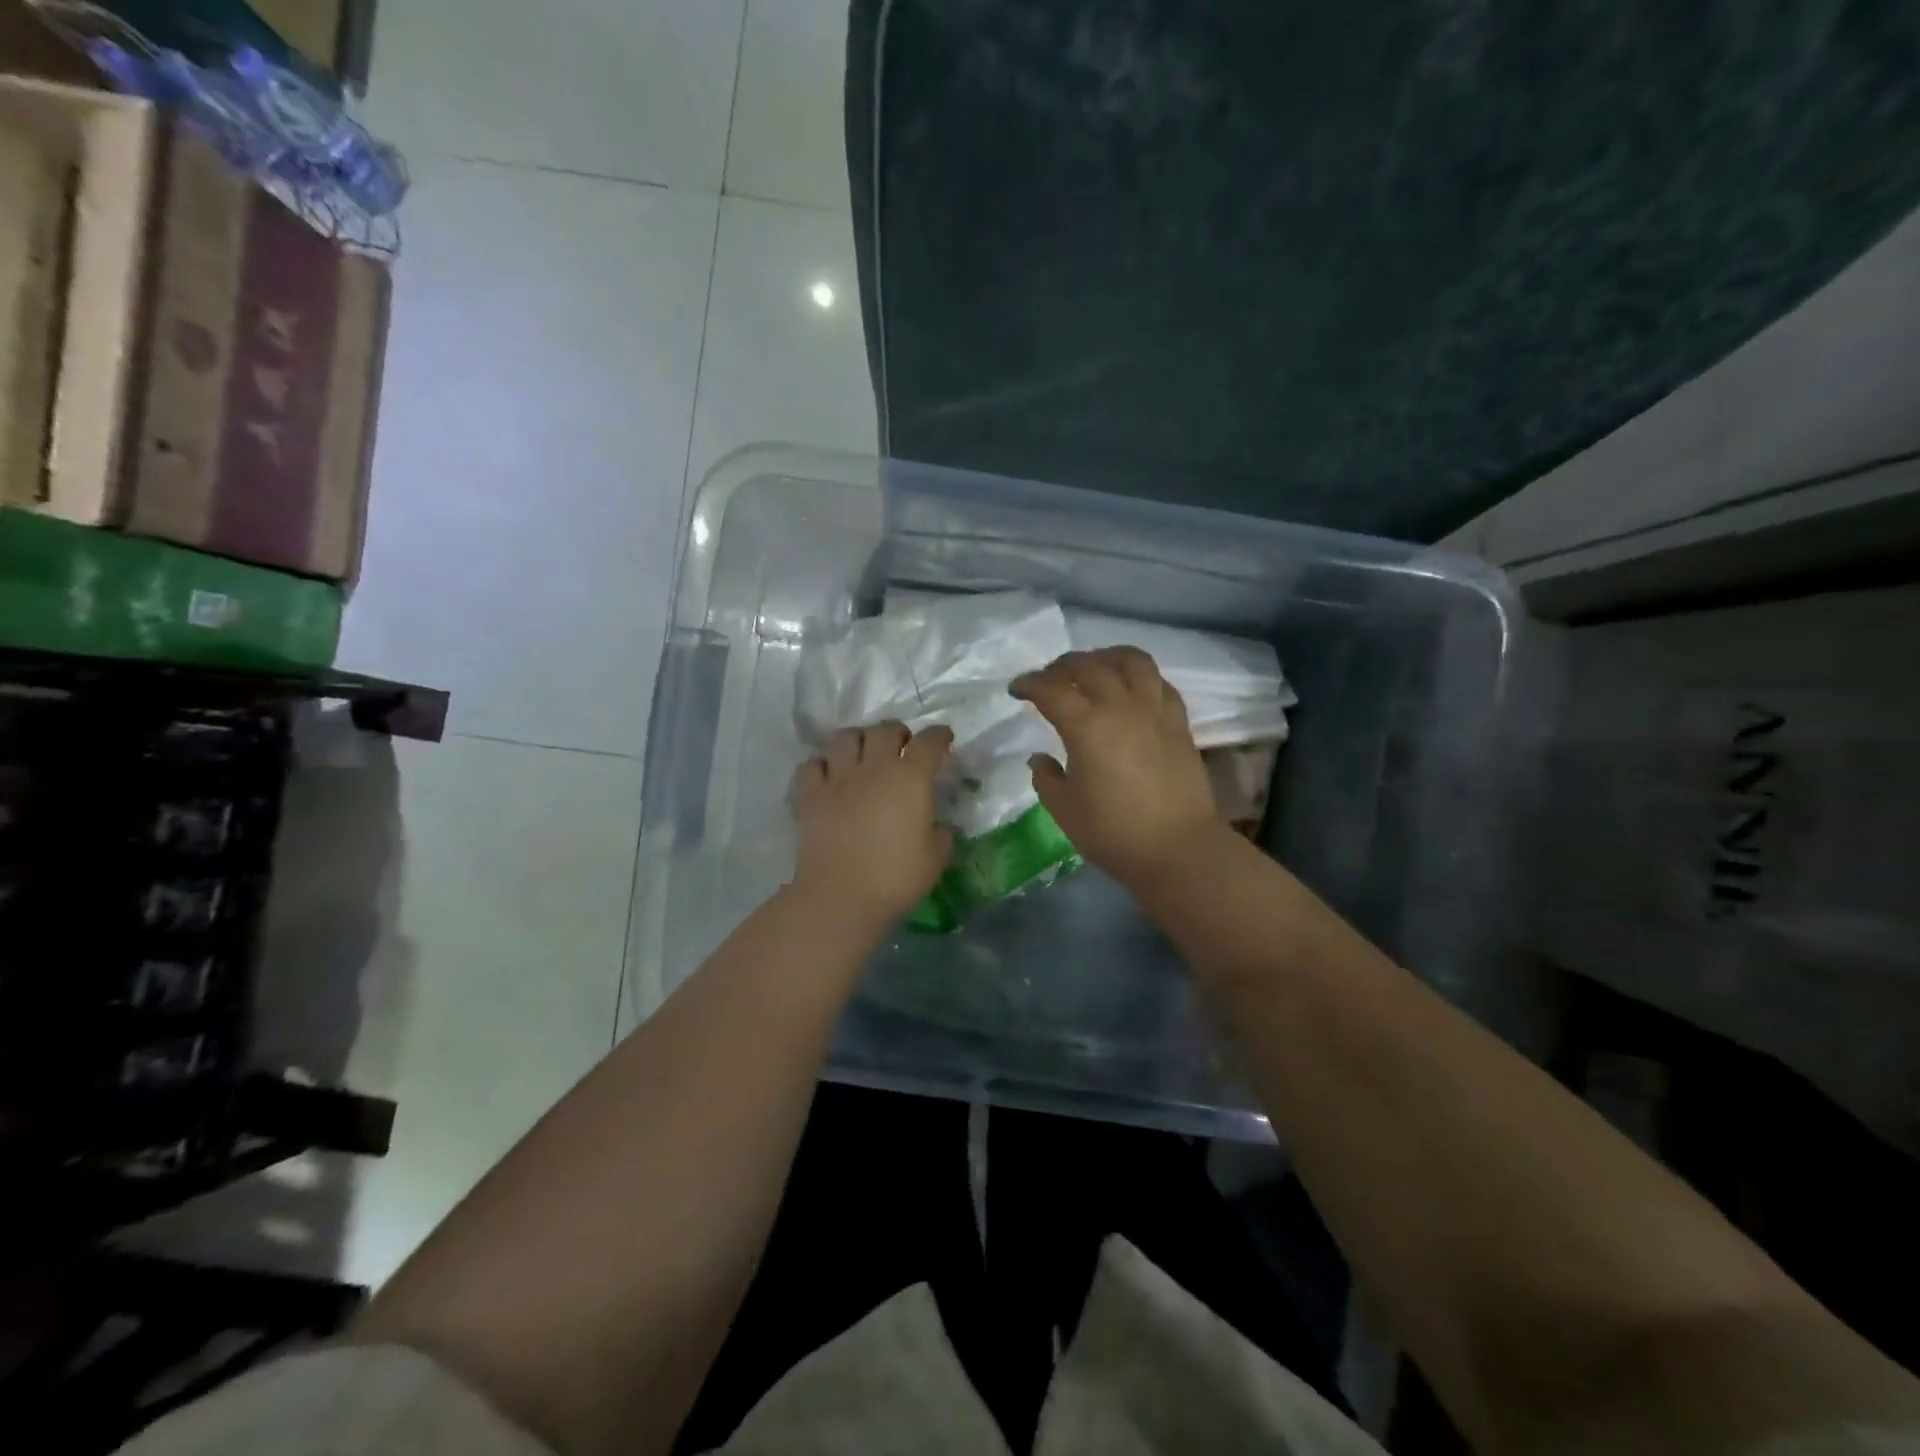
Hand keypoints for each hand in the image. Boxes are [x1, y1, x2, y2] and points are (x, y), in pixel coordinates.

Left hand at [791, 721, 954, 925]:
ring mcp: (837, 778)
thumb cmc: (896, 878)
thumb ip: (941, 832)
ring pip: (846, 737)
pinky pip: (812, 764)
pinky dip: (822, 764)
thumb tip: (936, 824)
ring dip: (859, 739)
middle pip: (884, 729)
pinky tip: (829, 776)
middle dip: (897, 732)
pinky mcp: (810, 795)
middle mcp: (874, 767)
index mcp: (910, 778)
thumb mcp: (936, 857)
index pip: (929, 742)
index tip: (943, 738)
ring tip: (864, 753)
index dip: (938, 736)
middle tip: (902, 746)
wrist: (840, 897)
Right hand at [1011, 648, 1223, 886]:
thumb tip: (1040, 758)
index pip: (1051, 690)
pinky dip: (1140, 676)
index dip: (1029, 684)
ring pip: (1132, 661)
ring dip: (1106, 657)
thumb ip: (1046, 778)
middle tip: (1049, 678)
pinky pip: (1160, 683)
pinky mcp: (1179, 722)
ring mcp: (1155, 711)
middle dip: (1062, 666)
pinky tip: (1132, 689)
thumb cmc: (1114, 833)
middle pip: (1089, 665)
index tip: (1016, 689)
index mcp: (1086, 726)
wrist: (1179, 849)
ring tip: (1094, 667)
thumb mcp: (1065, 810)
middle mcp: (1121, 707)